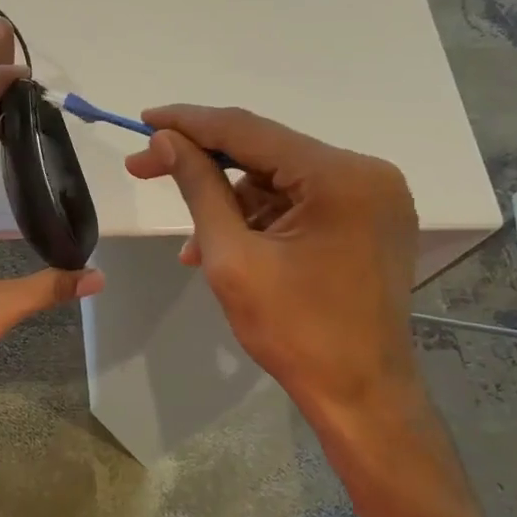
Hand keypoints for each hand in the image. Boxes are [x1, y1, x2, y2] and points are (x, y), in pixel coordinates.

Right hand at [124, 105, 419, 422]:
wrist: (361, 397)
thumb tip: (164, 140)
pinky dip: (261, 220)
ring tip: (196, 248)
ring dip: (231, 204)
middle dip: (205, 164)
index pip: (250, 131)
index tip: (143, 120)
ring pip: (280, 180)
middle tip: (144, 169)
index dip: (190, 123)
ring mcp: (373, 197)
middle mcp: (366, 173)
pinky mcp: (369, 220)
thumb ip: (198, 189)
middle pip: (266, 152)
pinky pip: (301, 202)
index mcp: (340, 176)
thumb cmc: (295, 332)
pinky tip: (229, 249)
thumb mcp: (232, 258)